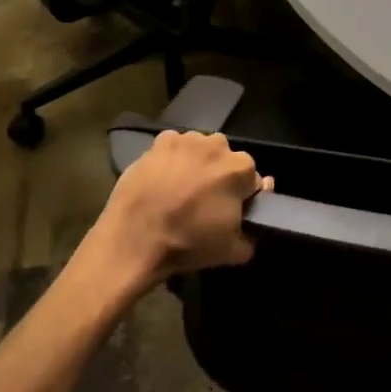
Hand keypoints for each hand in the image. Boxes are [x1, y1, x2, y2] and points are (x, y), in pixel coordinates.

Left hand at [87, 130, 270, 288]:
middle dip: (219, 176)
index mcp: (240, 168)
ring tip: (179, 190)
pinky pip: (174, 147)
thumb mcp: (233, 252)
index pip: (251, 180)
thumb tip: (255, 216)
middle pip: (226, 160)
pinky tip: (162, 179)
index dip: (242, 197)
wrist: (135, 238)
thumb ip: (254, 233)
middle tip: (203, 202)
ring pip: (200, 150)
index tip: (228, 212)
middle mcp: (218, 145)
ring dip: (197, 164)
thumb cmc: (188, 243)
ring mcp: (187, 139)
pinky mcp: (160, 141)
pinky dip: (172, 159)